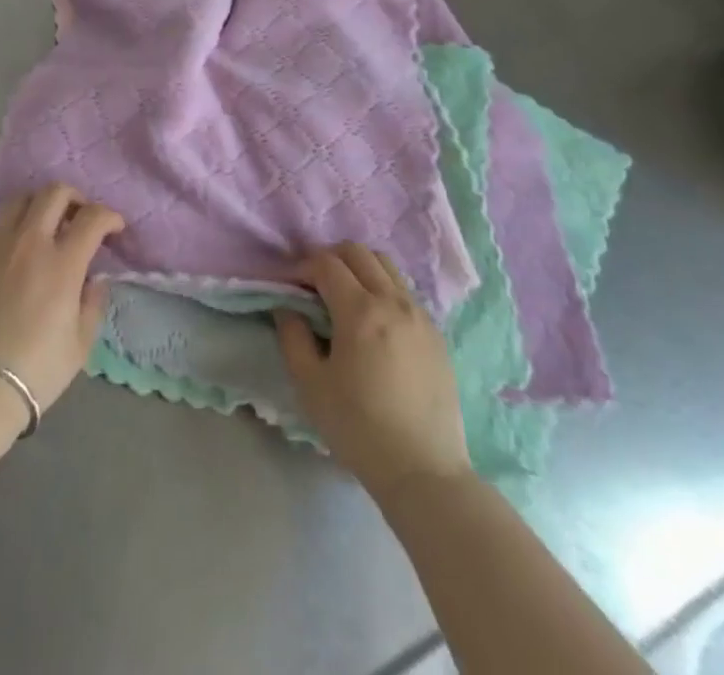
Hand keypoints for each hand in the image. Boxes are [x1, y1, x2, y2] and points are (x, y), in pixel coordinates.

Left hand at [0, 185, 123, 412]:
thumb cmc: (36, 370)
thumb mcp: (81, 344)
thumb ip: (93, 302)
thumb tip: (93, 278)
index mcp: (63, 263)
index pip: (93, 218)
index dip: (109, 216)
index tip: (114, 228)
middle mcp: (29, 241)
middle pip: (55, 193)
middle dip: (75, 198)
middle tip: (79, 218)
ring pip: (20, 200)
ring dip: (39, 206)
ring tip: (42, 227)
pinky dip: (4, 227)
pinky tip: (7, 247)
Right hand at [275, 243, 470, 493]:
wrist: (424, 471)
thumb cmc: (359, 428)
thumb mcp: (310, 385)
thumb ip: (293, 336)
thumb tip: (288, 307)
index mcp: (360, 311)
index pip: (326, 264)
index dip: (302, 267)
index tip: (290, 286)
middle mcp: (393, 301)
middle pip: (358, 252)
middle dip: (330, 258)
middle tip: (314, 285)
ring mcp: (420, 315)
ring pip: (386, 266)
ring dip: (359, 269)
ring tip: (344, 298)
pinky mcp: (436, 333)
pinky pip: (404, 292)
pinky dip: (382, 289)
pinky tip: (374, 322)